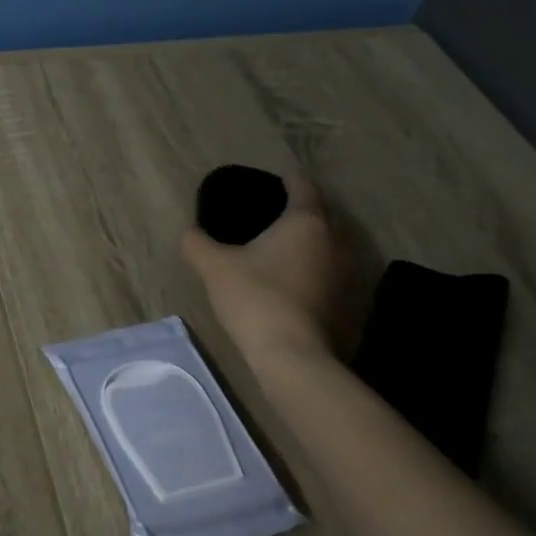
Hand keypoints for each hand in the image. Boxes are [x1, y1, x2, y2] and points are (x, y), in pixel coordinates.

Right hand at [181, 174, 345, 362]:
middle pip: (321, 214)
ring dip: (308, 242)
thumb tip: (190, 232)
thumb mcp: (213, 266)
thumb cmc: (255, 298)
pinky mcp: (346, 300)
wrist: (292, 354)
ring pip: (328, 244)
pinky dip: (312, 268)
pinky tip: (289, 280)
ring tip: (278, 249)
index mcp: (306, 221)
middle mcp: (335, 240)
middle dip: (299, 211)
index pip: (304, 186)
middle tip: (269, 216)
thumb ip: (197, 242)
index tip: (271, 184)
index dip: (287, 181)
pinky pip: (328, 271)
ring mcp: (346, 272)